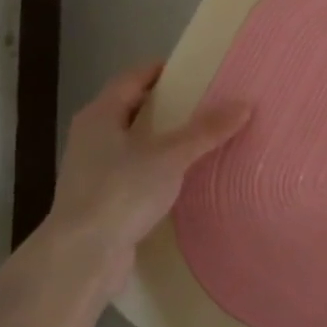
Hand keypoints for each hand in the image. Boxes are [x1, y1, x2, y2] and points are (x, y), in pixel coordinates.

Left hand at [46, 62, 249, 291]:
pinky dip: (156, 168)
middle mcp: (91, 136)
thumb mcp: (170, 156)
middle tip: (205, 102)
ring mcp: (93, 169)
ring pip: (132, 142)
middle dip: (166, 105)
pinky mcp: (101, 199)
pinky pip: (134, 172)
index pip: (132, 78)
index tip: (195, 70)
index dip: (162, 71)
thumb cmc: (121, 192)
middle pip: (132, 108)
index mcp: (100, 115)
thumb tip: (244, 104)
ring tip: (200, 138)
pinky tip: (181, 177)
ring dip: (162, 138)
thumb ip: (206, 131)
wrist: (82, 256)